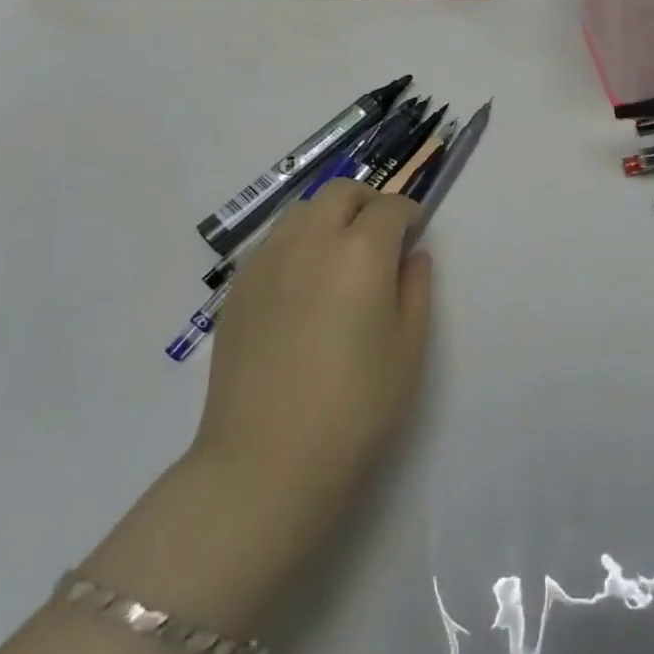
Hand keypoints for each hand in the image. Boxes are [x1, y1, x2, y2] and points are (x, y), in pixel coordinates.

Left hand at [192, 181, 431, 562]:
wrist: (266, 462)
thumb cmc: (356, 407)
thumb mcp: (409, 347)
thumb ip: (416, 289)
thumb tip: (411, 256)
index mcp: (361, 252)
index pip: (389, 207)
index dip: (408, 212)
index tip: (414, 231)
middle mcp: (310, 242)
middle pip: (340, 192)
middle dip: (367, 201)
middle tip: (380, 235)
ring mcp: (266, 262)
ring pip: (301, 211)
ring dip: (328, 217)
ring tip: (339, 256)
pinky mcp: (236, 290)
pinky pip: (272, 244)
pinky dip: (296, 244)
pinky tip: (302, 286)